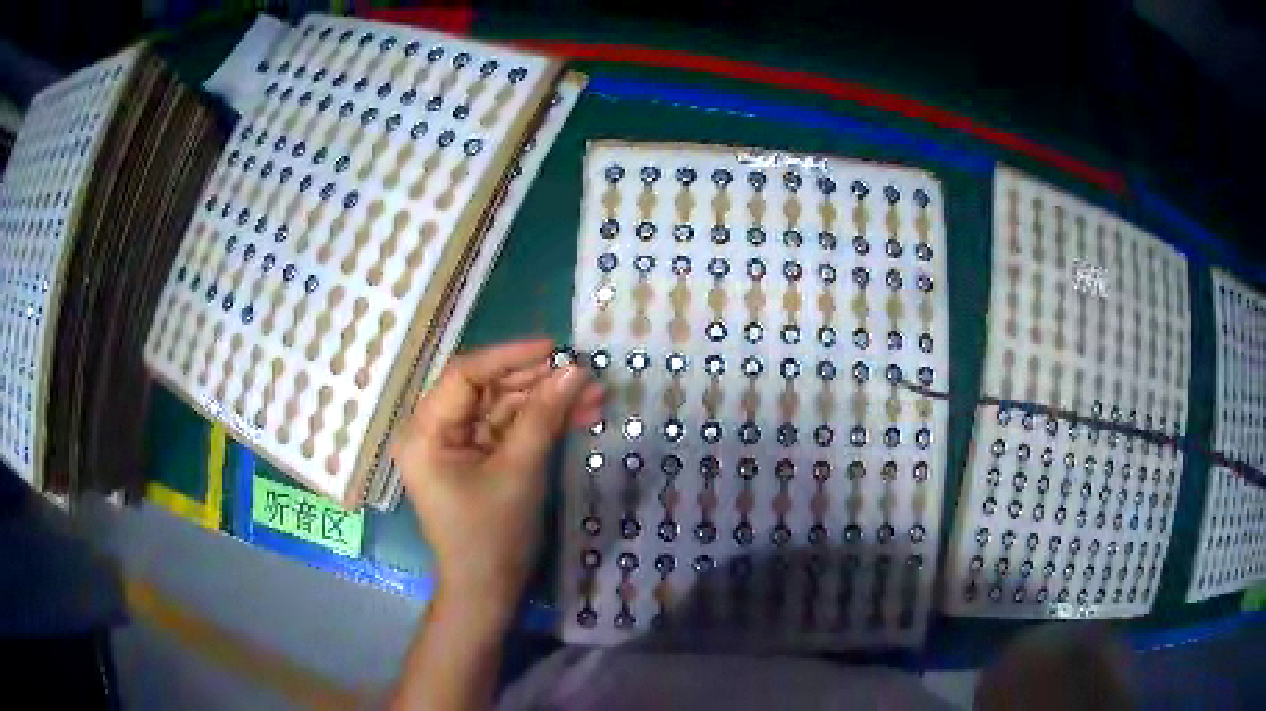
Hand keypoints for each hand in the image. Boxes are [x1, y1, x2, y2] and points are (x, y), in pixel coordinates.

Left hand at [392, 338, 601, 617]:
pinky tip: (580, 415)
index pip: (464, 376)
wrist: (488, 591)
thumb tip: (575, 370)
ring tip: (595, 394)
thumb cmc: (491, 537)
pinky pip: (509, 430)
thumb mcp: (519, 473)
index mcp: (426, 433)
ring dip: (547, 402)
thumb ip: (544, 417)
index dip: (509, 356)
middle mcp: (435, 432)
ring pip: (504, 408)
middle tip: (583, 373)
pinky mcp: (478, 459)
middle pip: (486, 389)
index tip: (554, 348)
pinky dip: (542, 423)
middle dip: (537, 382)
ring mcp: (457, 446)